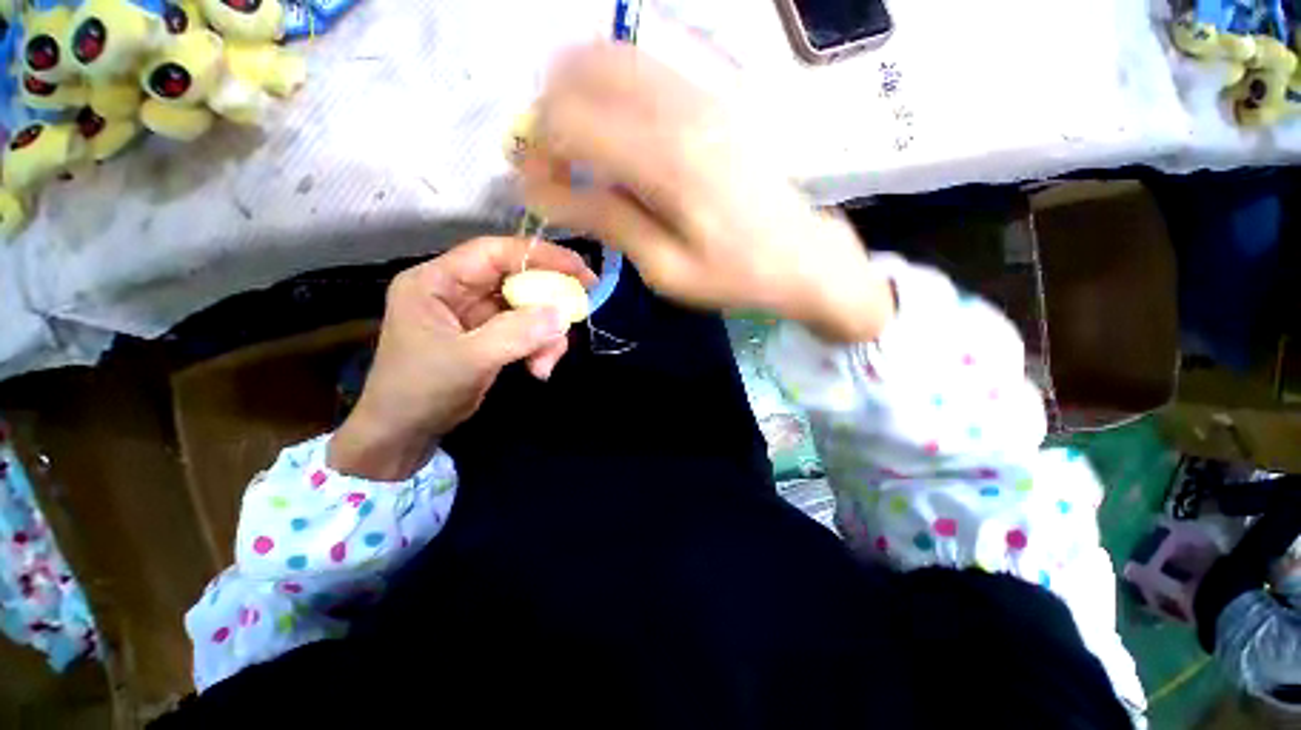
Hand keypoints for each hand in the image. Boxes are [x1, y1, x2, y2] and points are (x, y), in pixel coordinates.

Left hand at [328, 237, 596, 480]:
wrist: (405, 433)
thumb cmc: (421, 390)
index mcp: (437, 281)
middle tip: (580, 310)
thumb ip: (516, 333)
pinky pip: (526, 330)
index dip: (539, 256)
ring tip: (546, 363)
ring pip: (527, 308)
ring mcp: (475, 314)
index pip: (494, 253)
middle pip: (516, 280)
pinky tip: (539, 369)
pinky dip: (540, 347)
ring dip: (545, 334)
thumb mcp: (468, 359)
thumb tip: (563, 313)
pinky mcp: (489, 335)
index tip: (579, 269)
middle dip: (548, 301)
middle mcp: (457, 291)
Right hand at [517, 43, 893, 342]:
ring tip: (580, 148)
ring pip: (613, 57)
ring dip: (579, 94)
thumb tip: (542, 192)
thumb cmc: (734, 275)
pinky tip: (617, 132)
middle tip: (554, 163)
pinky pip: (648, 68)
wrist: (801, 256)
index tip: (539, 185)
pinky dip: (613, 88)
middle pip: (583, 71)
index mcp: (668, 161)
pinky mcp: (716, 97)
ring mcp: (704, 93)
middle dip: (550, 113)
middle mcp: (683, 109)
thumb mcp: (664, 268)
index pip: (570, 120)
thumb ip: (606, 220)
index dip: (539, 148)